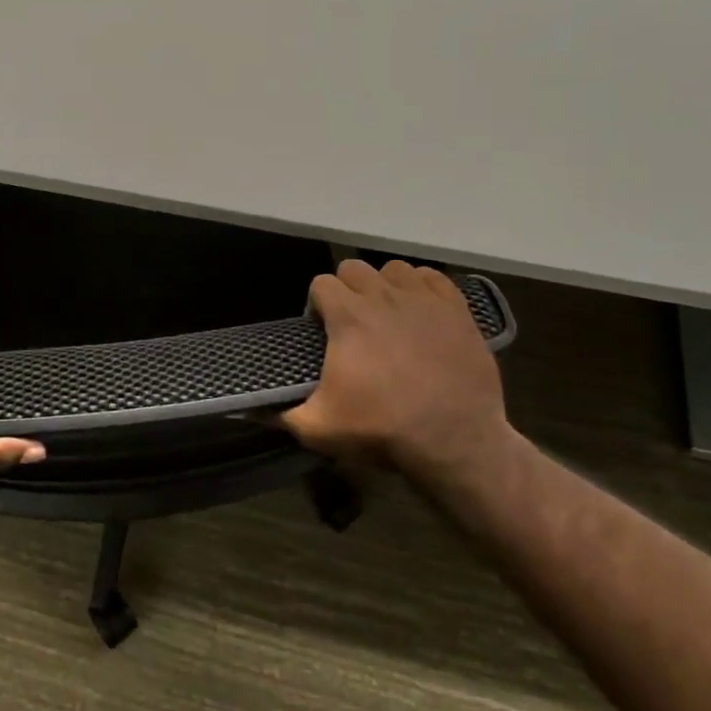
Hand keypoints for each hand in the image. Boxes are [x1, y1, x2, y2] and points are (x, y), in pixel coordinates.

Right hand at [281, 259, 515, 479]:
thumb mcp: (320, 429)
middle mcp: (383, 296)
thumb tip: (254, 409)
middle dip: (348, 290)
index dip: (317, 304)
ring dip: (385, 286)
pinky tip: (420, 310)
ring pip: (393, 269)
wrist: (455, 441)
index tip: (323, 331)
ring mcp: (423, 299)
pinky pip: (432, 277)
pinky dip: (422, 287)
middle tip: (353, 323)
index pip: (321, 283)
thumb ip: (282, 414)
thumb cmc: (383, 429)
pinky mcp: (456, 308)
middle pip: (354, 269)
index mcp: (347, 316)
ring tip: (388, 315)